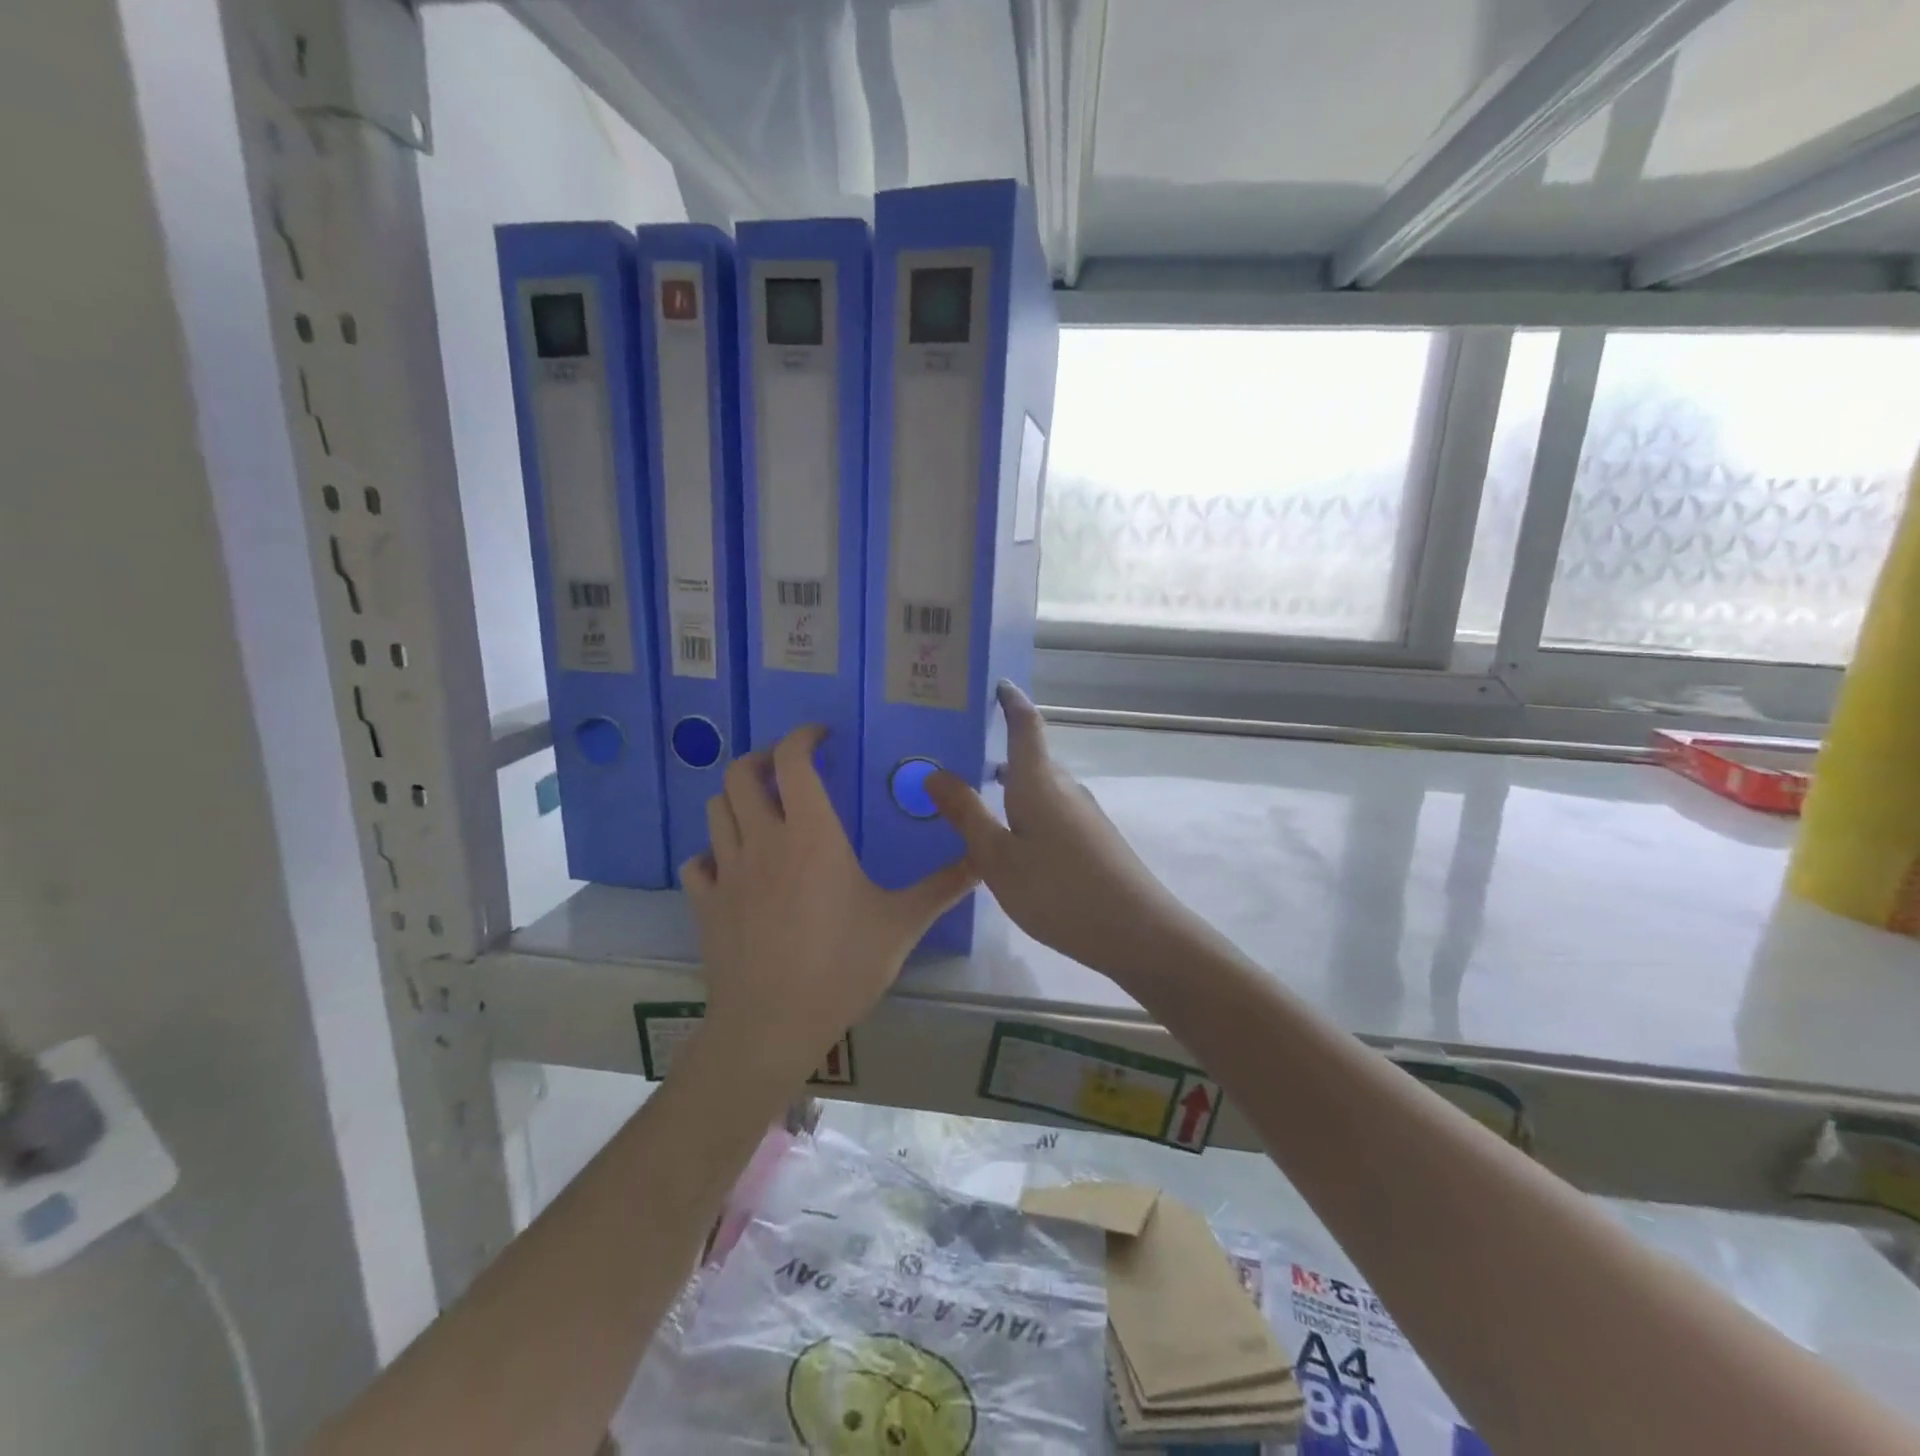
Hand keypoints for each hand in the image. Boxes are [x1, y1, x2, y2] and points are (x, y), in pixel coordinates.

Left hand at [681, 725, 975, 1089]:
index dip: (802, 736)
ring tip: (763, 810)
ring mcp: (727, 872)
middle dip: (761, 758)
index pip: (792, 761)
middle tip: (788, 769)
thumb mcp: (901, 924)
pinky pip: (697, 863)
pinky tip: (733, 866)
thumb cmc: (841, 967)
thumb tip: (984, 860)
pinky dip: (712, 853)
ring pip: (715, 810)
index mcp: (811, 834)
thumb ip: (943, 886)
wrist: (772, 1026)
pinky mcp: (705, 904)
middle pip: (739, 774)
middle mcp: (762, 840)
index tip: (822, 736)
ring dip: (735, 798)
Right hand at [926, 684, 1198, 985]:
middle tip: (955, 756)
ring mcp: (1083, 814)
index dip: (1011, 701)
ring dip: (1009, 785)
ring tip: (973, 799)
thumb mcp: (998, 857)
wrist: (1137, 932)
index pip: (1025, 724)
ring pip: (1039, 787)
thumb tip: (934, 772)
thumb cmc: (1058, 891)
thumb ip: (966, 814)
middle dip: (997, 750)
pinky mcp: (1093, 839)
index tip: (995, 683)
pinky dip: (1025, 810)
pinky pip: (1051, 810)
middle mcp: (1064, 788)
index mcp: (1038, 781)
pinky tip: (1010, 839)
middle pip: (1030, 757)